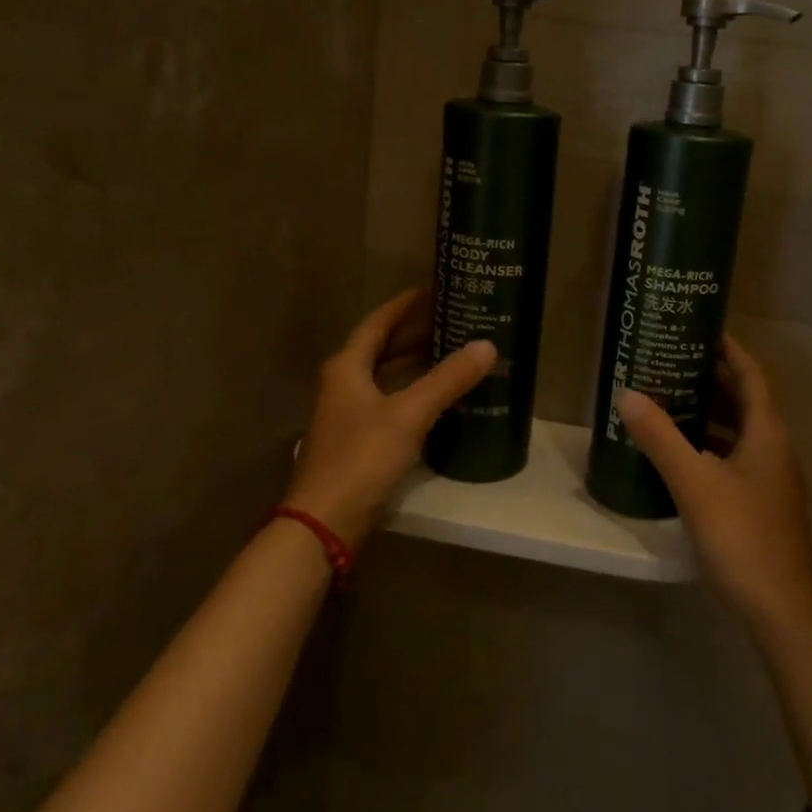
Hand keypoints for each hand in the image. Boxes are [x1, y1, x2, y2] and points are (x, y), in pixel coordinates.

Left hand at [287, 289, 495, 547]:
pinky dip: (414, 393)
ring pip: (387, 377)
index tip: (433, 289)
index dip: (404, 304)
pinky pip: (391, 403)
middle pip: (382, 348)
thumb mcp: (408, 414)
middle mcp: (343, 384)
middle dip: (416, 333)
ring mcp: (349, 414)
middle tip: (455, 321)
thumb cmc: (361, 458)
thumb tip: (487, 346)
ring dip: (416, 364)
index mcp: (347, 367)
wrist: (324, 522)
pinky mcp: (358, 441)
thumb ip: (448, 379)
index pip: (378, 322)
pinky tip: (440, 399)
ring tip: (454, 353)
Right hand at [619, 335, 811, 632]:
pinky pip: (735, 455)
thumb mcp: (694, 482)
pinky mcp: (762, 501)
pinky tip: (681, 452)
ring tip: (670, 397)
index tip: (700, 328)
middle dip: (712, 377)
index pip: (751, 374)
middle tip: (672, 360)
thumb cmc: (741, 534)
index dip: (729, 349)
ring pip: (740, 429)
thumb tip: (627, 393)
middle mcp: (774, 447)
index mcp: (767, 432)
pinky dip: (710, 443)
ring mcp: (771, 477)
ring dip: (710, 411)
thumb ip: (660, 437)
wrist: (780, 607)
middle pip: (745, 399)